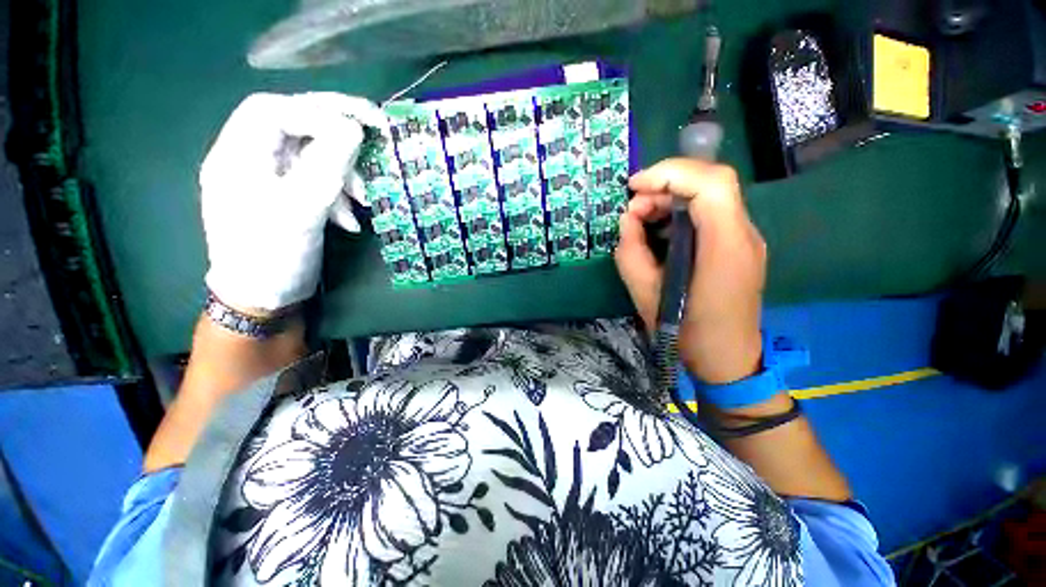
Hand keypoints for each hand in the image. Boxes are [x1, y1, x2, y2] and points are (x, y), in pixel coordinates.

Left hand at [200, 92, 386, 312]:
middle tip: (377, 138)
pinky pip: (318, 181)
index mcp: (237, 155)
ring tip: (364, 200)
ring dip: (344, 173)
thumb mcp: (300, 210)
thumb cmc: (272, 256)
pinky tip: (350, 219)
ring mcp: (270, 179)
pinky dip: (339, 195)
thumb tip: (353, 128)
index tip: (363, 123)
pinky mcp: (288, 197)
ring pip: (312, 156)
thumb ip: (326, 166)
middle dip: (338, 134)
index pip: (274, 110)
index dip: (319, 110)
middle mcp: (250, 159)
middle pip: (295, 127)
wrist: (263, 299)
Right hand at [615, 158, 766, 383]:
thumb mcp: (646, 296)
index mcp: (725, 247)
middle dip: (665, 185)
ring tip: (641, 219)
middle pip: (712, 183)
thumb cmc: (687, 333)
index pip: (711, 184)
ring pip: (710, 195)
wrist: (728, 360)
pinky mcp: (737, 247)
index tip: (634, 187)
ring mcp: (744, 239)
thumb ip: (631, 253)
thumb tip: (627, 220)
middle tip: (633, 209)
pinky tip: (659, 231)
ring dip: (671, 198)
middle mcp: (743, 235)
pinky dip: (680, 212)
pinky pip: (710, 214)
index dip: (670, 174)